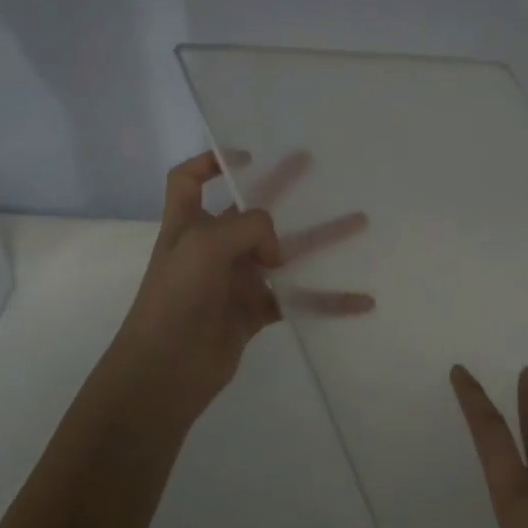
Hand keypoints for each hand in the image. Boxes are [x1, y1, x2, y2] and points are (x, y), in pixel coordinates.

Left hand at [106, 151, 371, 431]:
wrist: (166, 370)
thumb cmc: (176, 297)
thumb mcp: (205, 244)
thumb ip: (248, 228)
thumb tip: (277, 253)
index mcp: (188, 224)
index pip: (189, 181)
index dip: (210, 162)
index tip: (247, 157)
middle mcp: (213, 246)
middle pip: (250, 208)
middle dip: (281, 185)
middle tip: (312, 164)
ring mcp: (235, 279)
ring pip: (285, 251)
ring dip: (320, 237)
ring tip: (359, 222)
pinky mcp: (254, 312)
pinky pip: (297, 298)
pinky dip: (328, 299)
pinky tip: (360, 299)